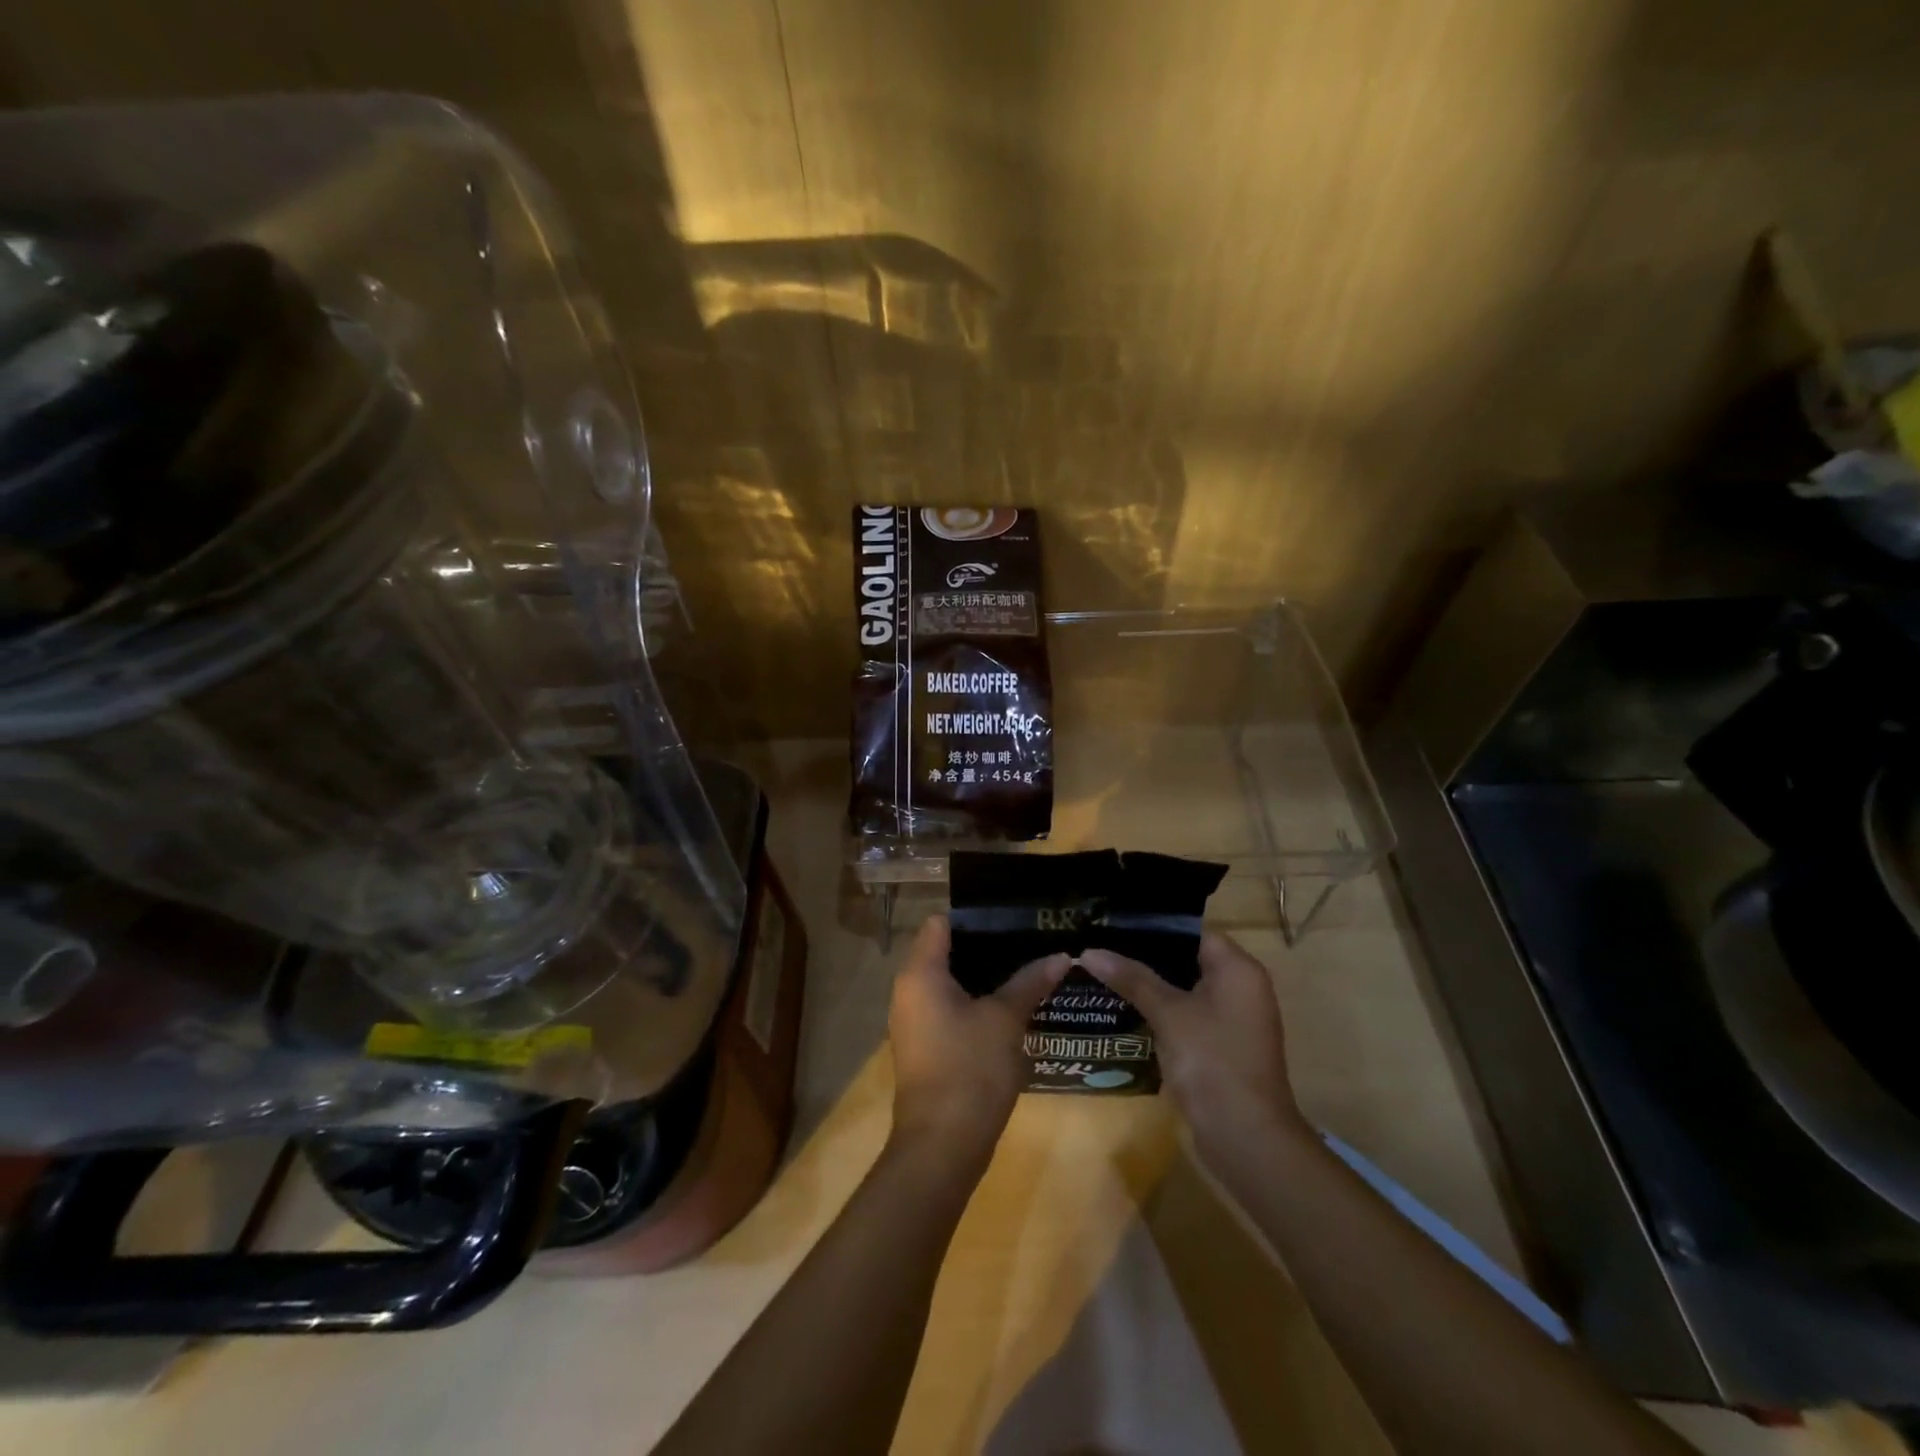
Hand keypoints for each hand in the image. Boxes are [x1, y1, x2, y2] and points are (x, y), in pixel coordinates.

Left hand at [887, 916, 1069, 1169]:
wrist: (942, 1147)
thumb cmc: (970, 1069)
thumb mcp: (1006, 1020)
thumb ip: (1030, 982)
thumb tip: (1060, 956)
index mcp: (921, 973)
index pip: (941, 923)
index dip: (975, 917)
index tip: (1011, 918)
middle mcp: (909, 991)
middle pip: (945, 952)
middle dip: (986, 948)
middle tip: (1028, 942)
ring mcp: (914, 1022)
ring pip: (949, 984)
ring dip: (984, 978)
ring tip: (1026, 970)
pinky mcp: (924, 1048)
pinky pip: (949, 1010)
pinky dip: (975, 1004)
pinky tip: (1010, 1009)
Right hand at [1080, 933, 1306, 1162]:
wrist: (1245, 1138)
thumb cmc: (1211, 1061)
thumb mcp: (1168, 1013)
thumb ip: (1131, 978)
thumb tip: (1089, 951)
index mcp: (1237, 969)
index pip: (1192, 931)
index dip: (1152, 926)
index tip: (1113, 923)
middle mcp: (1240, 987)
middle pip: (1187, 958)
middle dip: (1144, 955)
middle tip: (1101, 945)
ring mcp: (1232, 1019)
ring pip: (1184, 988)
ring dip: (1149, 984)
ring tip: (1103, 971)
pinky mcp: (1221, 1045)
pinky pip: (1187, 1015)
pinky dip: (1160, 1010)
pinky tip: (1124, 1008)